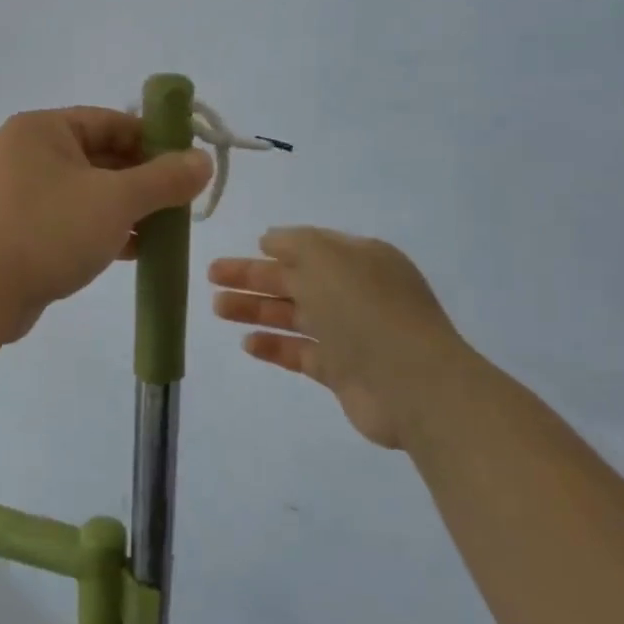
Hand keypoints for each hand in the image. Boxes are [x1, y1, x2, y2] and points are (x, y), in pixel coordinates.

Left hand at [0, 108, 211, 341]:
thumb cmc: (51, 230)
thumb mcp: (117, 200)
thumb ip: (164, 178)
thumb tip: (204, 161)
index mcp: (42, 130)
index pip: (111, 122)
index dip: (154, 140)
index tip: (189, 164)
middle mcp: (27, 154)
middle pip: (100, 157)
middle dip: (143, 180)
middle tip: (182, 201)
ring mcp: (20, 194)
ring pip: (88, 192)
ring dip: (127, 208)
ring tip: (166, 228)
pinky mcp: (20, 230)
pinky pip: (71, 219)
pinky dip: (103, 229)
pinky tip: (136, 250)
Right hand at [209, 228, 477, 449]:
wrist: (411, 383)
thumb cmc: (366, 309)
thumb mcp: (327, 257)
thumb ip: (294, 243)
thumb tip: (270, 240)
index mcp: (360, 260)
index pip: (311, 248)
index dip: (275, 248)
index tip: (244, 249)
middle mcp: (355, 293)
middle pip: (295, 281)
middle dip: (253, 278)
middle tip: (211, 277)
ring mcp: (350, 334)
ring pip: (293, 316)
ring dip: (256, 310)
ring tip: (217, 308)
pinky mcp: (342, 371)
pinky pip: (301, 353)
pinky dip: (275, 347)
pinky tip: (247, 343)